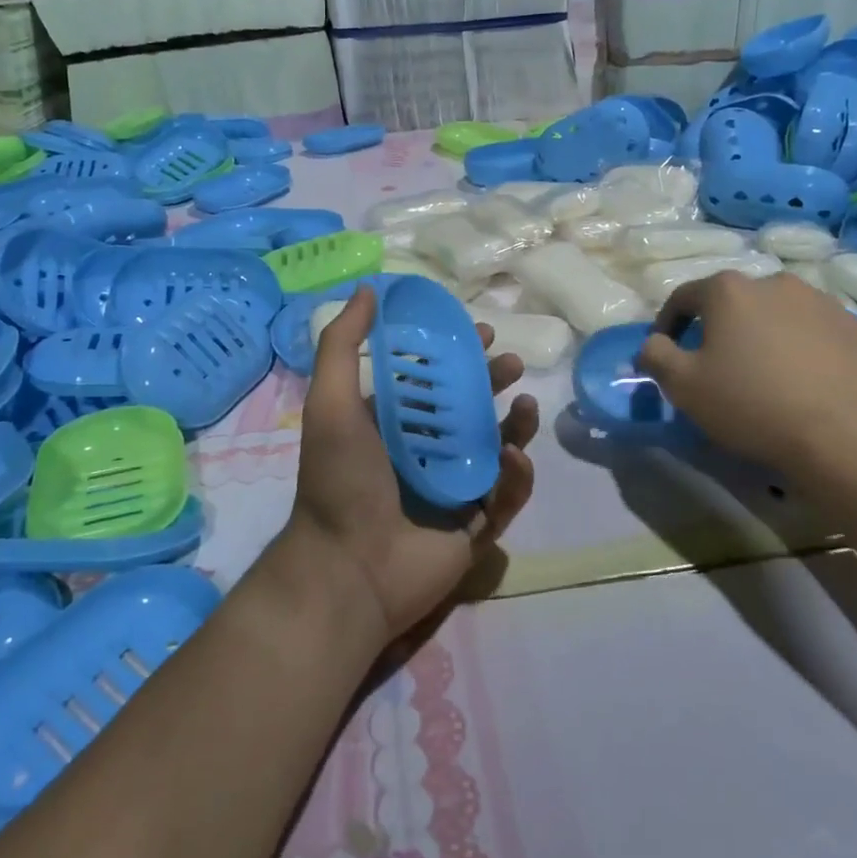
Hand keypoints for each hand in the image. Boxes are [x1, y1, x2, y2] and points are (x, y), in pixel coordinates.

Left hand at [285, 286, 538, 643]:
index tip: (481, 332)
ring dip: (514, 425)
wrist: (349, 568)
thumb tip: (368, 289)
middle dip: (492, 383)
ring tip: (524, 405)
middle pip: (468, 410)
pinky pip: (505, 496)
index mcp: (390, 425)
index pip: (430, 381)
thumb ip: (342, 345)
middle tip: (511, 364)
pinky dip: (516, 476)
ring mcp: (451, 491)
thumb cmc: (340, 480)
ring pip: (494, 449)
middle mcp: (422, 453)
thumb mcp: (331, 402)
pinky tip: (517, 457)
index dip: (456, 355)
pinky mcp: (474, 528)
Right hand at [636, 271, 856, 463]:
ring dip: (762, 334)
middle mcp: (774, 282)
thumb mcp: (682, 385)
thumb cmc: (750, 403)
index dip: (668, 324)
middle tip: (716, 365)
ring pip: (775, 313)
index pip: (683, 298)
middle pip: (733, 302)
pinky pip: (813, 330)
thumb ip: (655, 355)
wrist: (842, 435)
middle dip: (718, 328)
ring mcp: (820, 301)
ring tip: (762, 372)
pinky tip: (801, 379)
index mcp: (728, 290)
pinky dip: (799, 347)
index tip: (667, 353)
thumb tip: (652, 343)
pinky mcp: (854, 327)